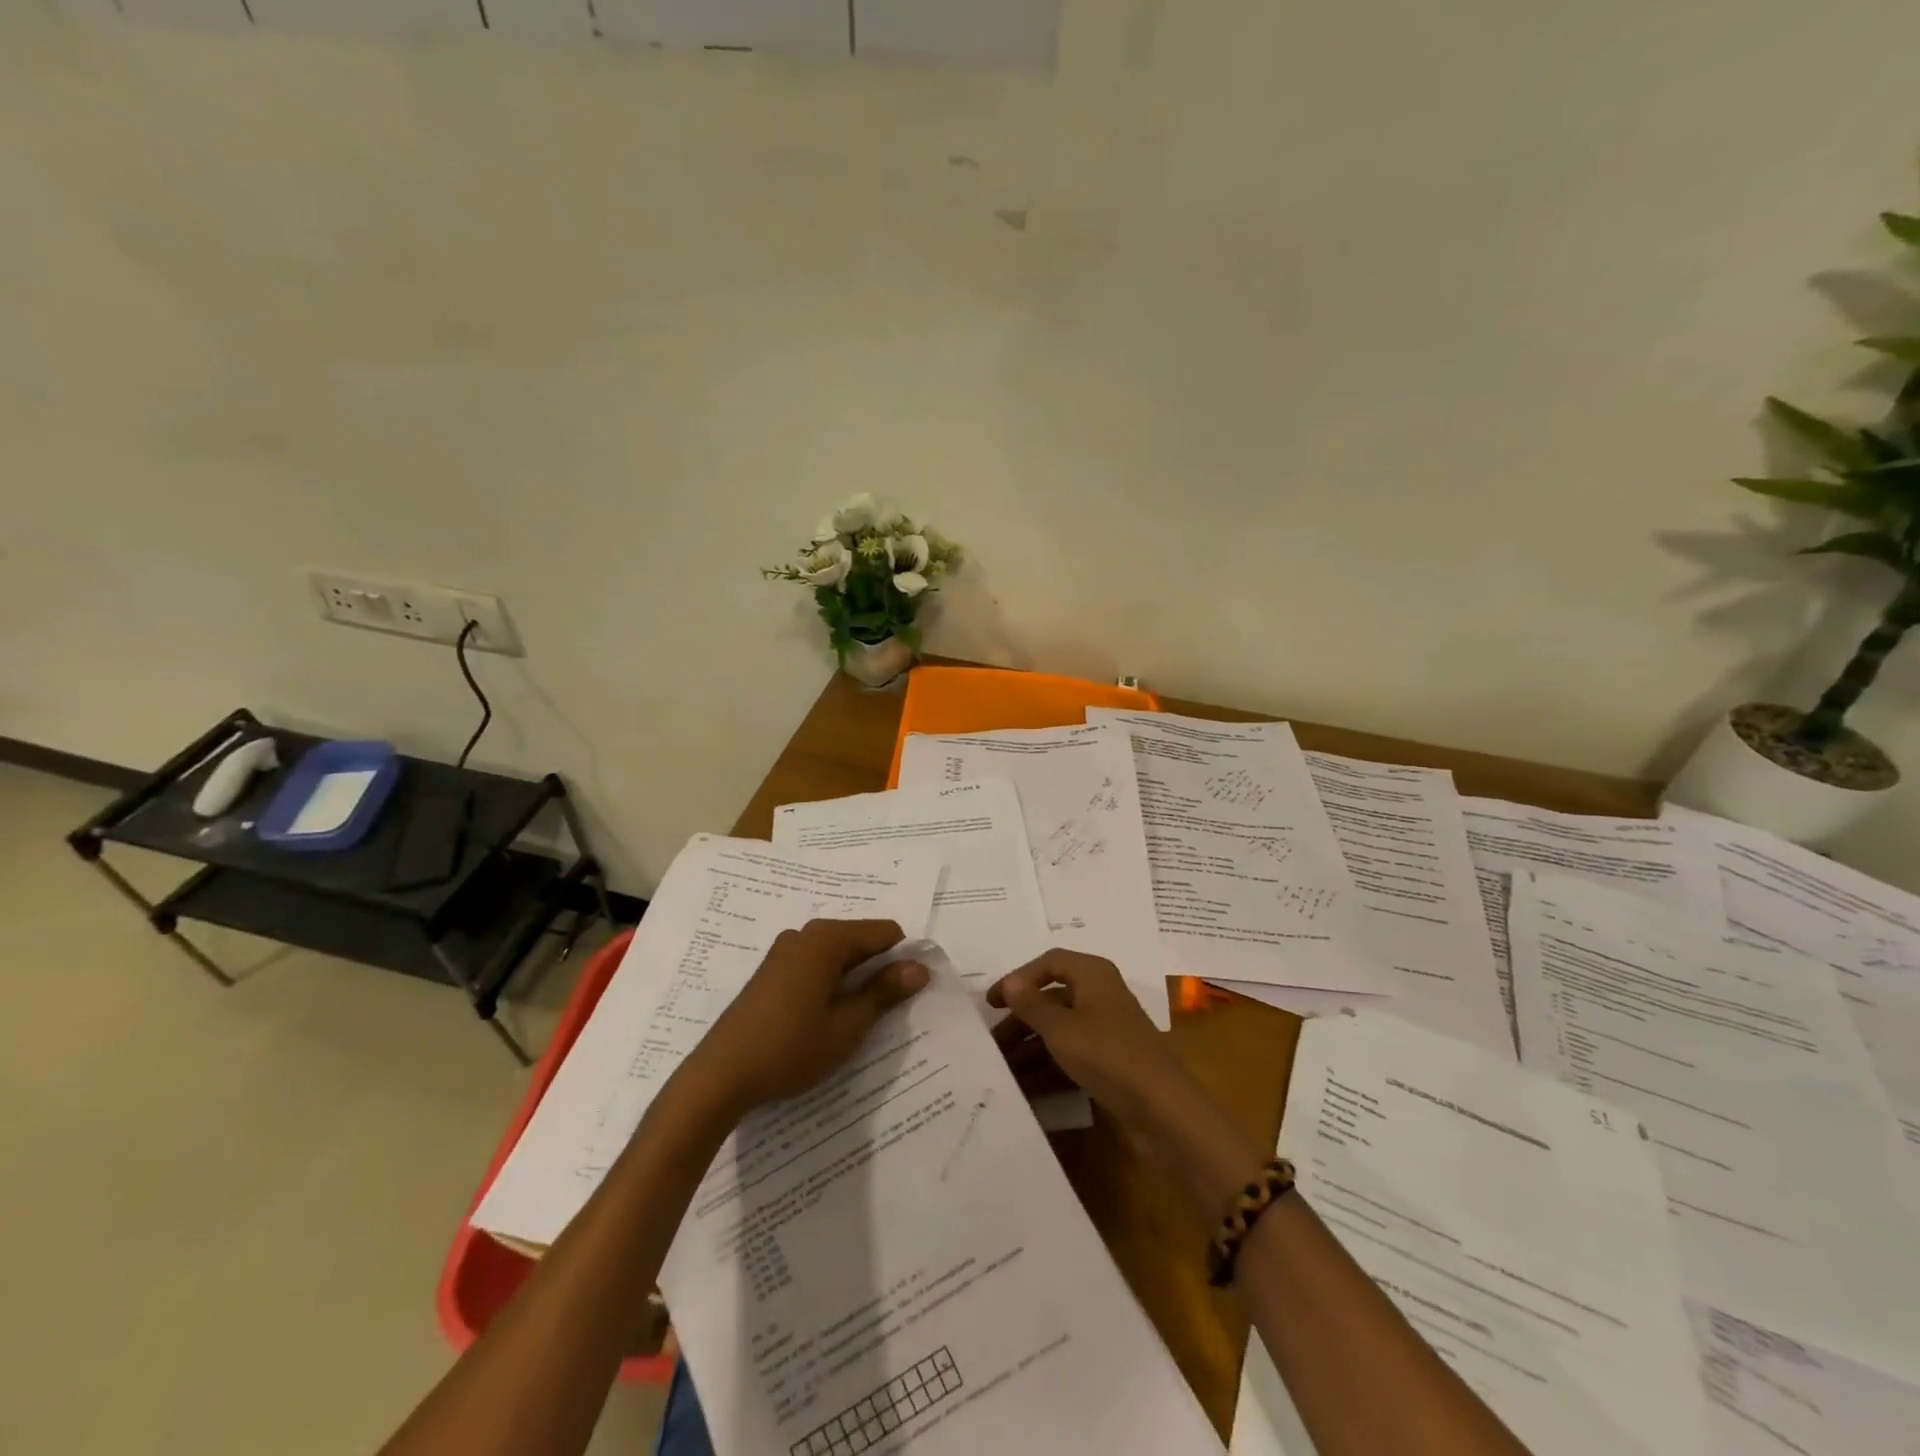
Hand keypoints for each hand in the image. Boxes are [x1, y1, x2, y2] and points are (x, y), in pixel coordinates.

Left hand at [679, 919, 928, 1119]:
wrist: (719, 1076)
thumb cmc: (790, 1048)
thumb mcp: (847, 1025)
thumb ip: (885, 992)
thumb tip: (919, 967)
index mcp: (827, 939)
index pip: (885, 932)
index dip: (902, 960)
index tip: (905, 996)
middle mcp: (806, 934)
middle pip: (860, 940)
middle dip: (877, 970)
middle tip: (882, 1014)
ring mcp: (784, 951)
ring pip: (837, 955)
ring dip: (853, 980)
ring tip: (853, 1021)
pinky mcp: (771, 971)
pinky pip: (815, 965)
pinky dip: (829, 984)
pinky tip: (823, 1019)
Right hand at [988, 949, 1191, 1129]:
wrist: (1162, 1108)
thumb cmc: (1107, 1054)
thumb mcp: (1061, 1028)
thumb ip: (1032, 1004)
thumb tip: (1010, 981)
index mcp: (1093, 974)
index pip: (1049, 962)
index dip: (1019, 978)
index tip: (992, 1003)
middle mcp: (1100, 995)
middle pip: (1053, 998)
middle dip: (1021, 1020)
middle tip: (992, 1043)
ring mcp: (1107, 1029)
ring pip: (1061, 1029)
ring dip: (1031, 1047)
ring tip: (1002, 1069)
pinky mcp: (1111, 1060)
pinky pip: (1072, 1054)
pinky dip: (1050, 1066)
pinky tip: (1026, 1086)